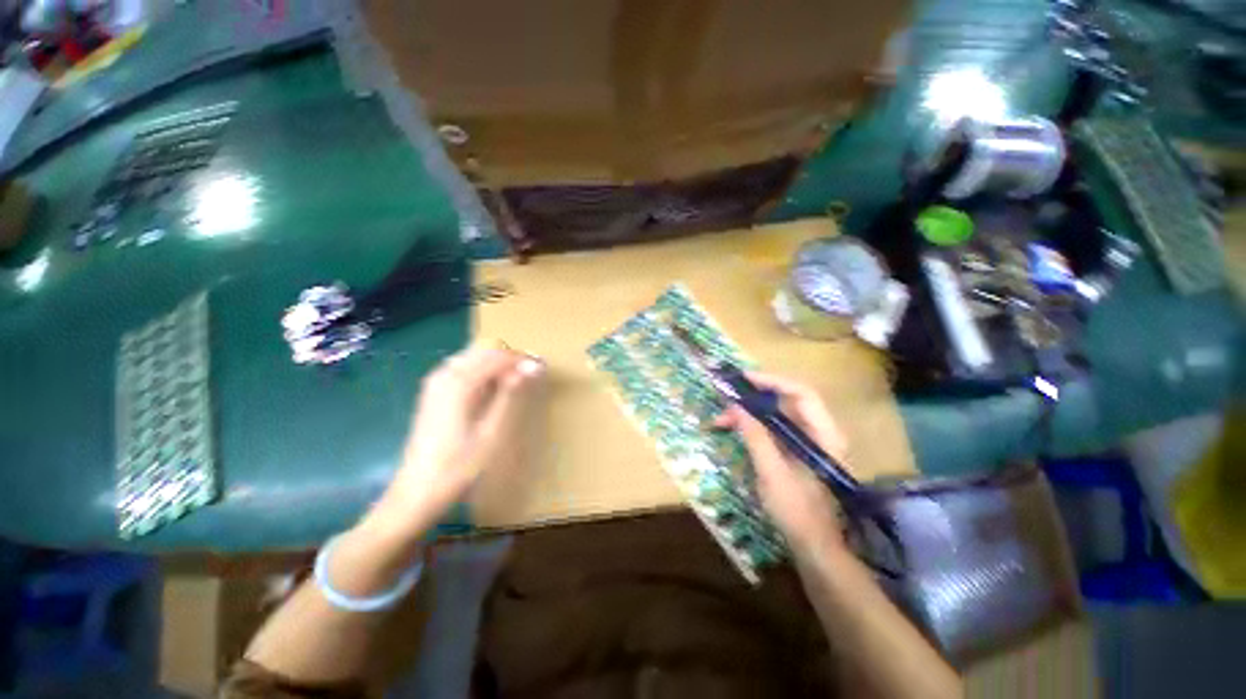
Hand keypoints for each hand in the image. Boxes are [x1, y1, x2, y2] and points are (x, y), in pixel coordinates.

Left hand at [368, 342, 545, 535]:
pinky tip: (494, 390)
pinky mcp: (434, 391)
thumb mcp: (492, 431)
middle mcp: (445, 374)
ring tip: (518, 382)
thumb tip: (532, 366)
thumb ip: (510, 394)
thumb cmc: (458, 466)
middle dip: (511, 358)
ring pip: (475, 356)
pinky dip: (484, 371)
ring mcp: (436, 381)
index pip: (498, 355)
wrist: (417, 492)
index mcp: (459, 383)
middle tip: (532, 375)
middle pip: (485, 350)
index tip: (542, 369)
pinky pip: (465, 367)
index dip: (522, 359)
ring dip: (499, 363)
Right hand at [715, 373, 846, 553]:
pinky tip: (734, 430)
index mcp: (823, 434)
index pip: (802, 393)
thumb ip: (755, 436)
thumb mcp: (772, 473)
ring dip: (749, 413)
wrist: (815, 548)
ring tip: (721, 420)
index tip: (743, 379)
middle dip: (754, 397)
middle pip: (787, 400)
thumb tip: (736, 406)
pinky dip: (753, 426)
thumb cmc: (797, 512)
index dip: (772, 381)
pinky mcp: (795, 451)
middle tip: (726, 399)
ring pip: (776, 414)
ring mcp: (807, 442)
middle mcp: (819, 432)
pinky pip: (773, 428)